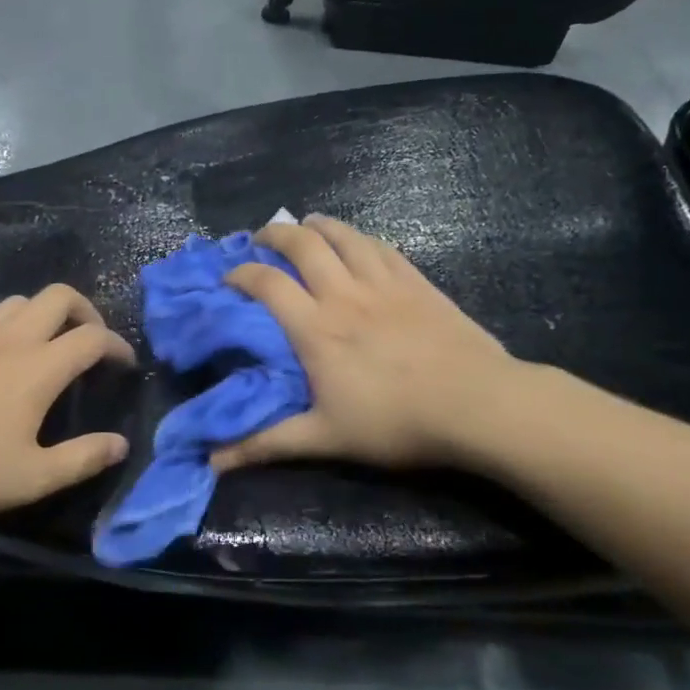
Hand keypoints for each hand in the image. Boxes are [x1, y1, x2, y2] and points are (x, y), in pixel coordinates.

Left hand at [0, 284, 134, 531]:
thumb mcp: (32, 478)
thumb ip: (83, 458)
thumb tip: (120, 444)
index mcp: (37, 367)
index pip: (93, 338)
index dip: (117, 345)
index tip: (124, 363)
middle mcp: (6, 339)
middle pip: (57, 296)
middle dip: (85, 311)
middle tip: (89, 342)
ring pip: (16, 303)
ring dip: (41, 316)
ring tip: (42, 350)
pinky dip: (0, 336)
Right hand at [211, 216, 525, 473]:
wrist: (476, 404)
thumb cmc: (396, 422)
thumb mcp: (325, 438)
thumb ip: (267, 444)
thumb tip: (213, 463)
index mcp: (316, 327)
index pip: (267, 283)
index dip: (241, 273)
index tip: (228, 278)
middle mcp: (344, 293)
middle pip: (302, 244)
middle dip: (275, 234)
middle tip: (262, 239)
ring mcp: (384, 282)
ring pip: (343, 236)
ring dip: (318, 225)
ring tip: (305, 226)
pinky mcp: (417, 281)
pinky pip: (381, 246)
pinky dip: (359, 238)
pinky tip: (357, 242)